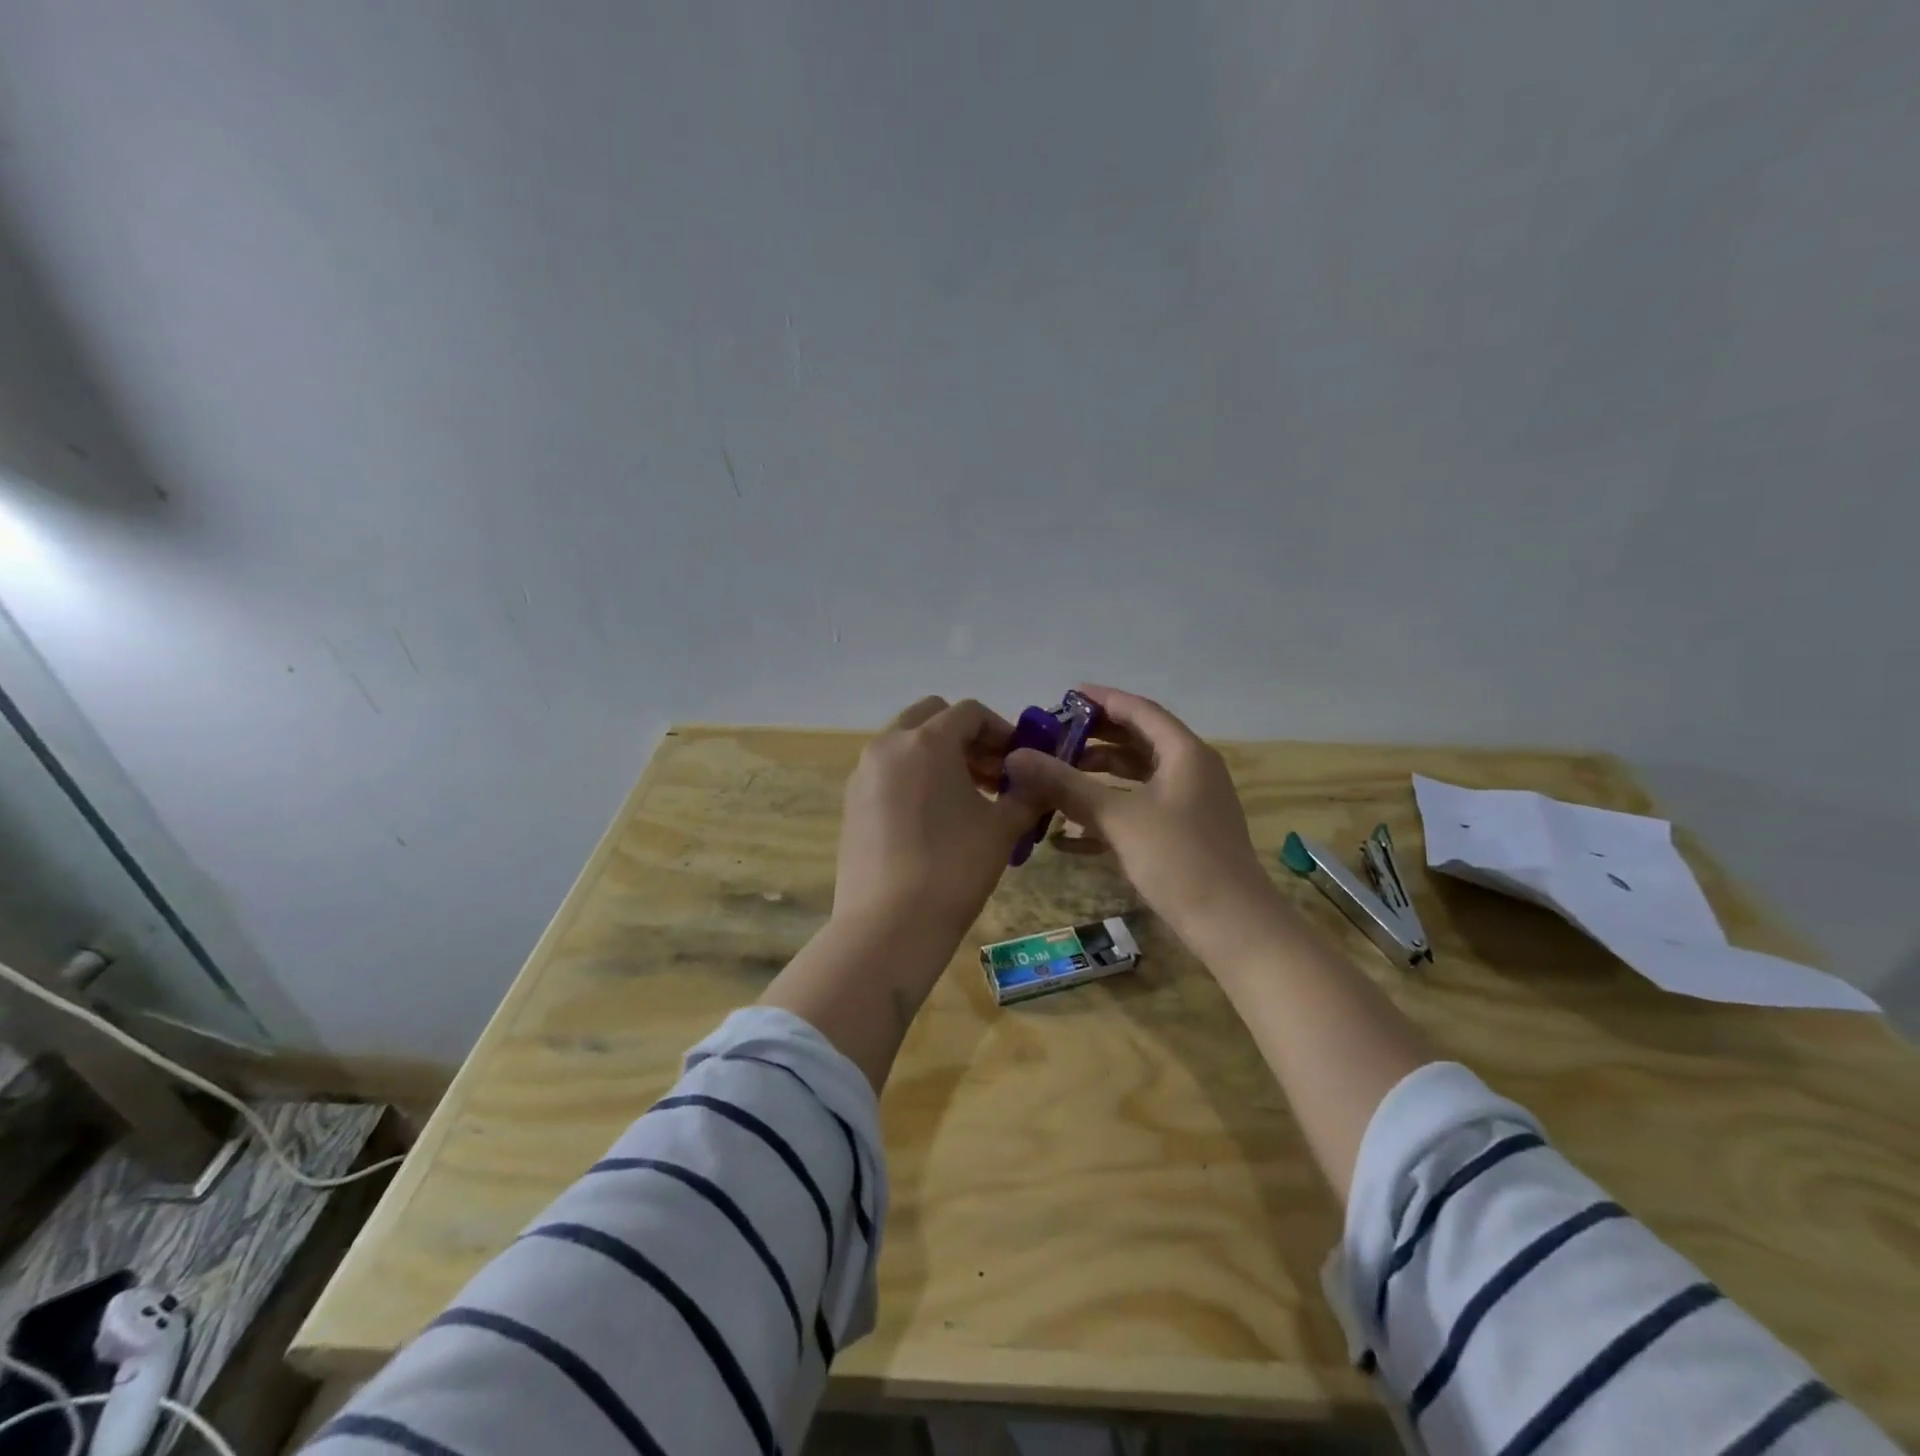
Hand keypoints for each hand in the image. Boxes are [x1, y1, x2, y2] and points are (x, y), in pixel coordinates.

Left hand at [833, 695, 1042, 946]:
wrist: (890, 924)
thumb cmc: (954, 868)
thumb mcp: (1002, 828)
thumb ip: (1027, 794)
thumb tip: (1041, 779)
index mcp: (927, 741)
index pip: (969, 712)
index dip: (1001, 730)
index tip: (1018, 760)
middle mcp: (888, 745)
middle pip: (931, 716)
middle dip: (965, 736)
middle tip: (991, 773)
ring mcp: (863, 773)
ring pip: (905, 743)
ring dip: (938, 755)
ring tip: (966, 798)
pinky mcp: (851, 802)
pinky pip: (888, 771)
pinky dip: (913, 776)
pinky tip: (933, 817)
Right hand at [1002, 685, 1278, 947]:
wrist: (1232, 927)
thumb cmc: (1179, 860)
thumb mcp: (1118, 818)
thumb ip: (1066, 785)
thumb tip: (1017, 758)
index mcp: (1184, 753)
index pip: (1139, 710)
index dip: (1102, 700)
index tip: (1065, 696)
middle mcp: (1190, 770)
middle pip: (1137, 741)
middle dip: (1094, 739)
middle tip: (1052, 739)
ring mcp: (1188, 804)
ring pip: (1136, 777)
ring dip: (1097, 776)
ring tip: (1055, 778)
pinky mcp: (1182, 835)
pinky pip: (1139, 809)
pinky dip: (1107, 812)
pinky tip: (1068, 832)